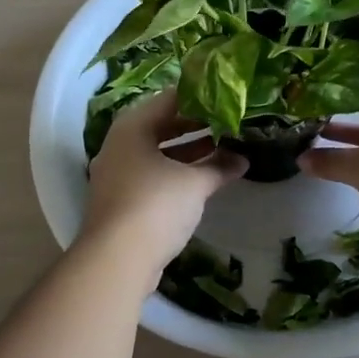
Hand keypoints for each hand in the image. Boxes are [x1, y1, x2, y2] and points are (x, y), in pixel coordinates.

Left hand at [81, 89, 247, 277]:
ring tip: (223, 149)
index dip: (199, 97)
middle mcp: (119, 143)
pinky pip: (152, 175)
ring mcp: (117, 173)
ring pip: (157, 153)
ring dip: (188, 152)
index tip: (226, 98)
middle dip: (196, 126)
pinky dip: (175, 173)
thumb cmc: (155, 205)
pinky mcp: (120, 200)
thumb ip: (219, 166)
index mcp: (132, 126)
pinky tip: (202, 179)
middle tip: (228, 123)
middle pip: (161, 125)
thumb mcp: (194, 183)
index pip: (169, 99)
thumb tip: (243, 159)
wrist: (116, 260)